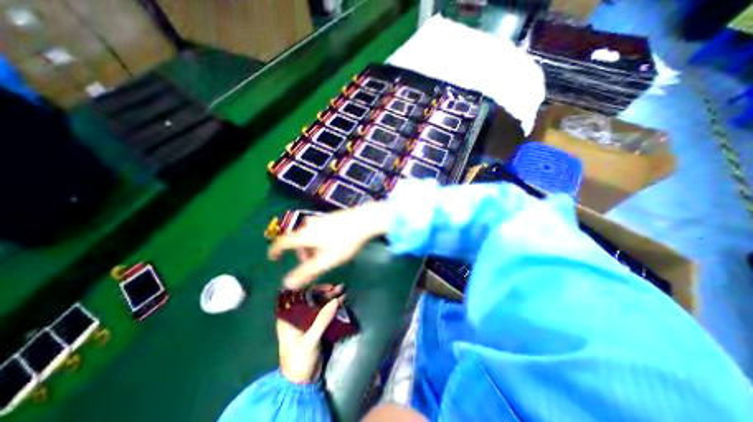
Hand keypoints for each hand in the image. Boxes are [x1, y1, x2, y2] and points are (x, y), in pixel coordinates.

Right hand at [267, 202, 390, 288]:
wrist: (365, 219)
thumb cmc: (345, 241)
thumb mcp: (327, 260)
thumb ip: (307, 272)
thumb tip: (287, 284)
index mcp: (304, 234)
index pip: (282, 242)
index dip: (275, 250)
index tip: (273, 258)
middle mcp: (309, 224)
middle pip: (298, 240)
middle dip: (302, 254)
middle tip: (312, 266)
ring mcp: (321, 219)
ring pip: (309, 236)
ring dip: (312, 248)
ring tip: (325, 257)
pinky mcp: (330, 217)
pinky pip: (318, 231)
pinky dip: (319, 241)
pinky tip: (333, 245)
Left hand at [277, 285, 344, 383]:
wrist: (302, 382)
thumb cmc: (299, 360)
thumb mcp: (310, 340)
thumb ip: (322, 320)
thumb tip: (335, 301)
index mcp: (288, 318)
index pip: (298, 296)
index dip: (311, 288)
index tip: (324, 284)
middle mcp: (297, 316)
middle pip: (311, 298)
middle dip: (325, 292)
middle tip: (338, 287)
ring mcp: (307, 320)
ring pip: (319, 303)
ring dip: (330, 297)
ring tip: (343, 290)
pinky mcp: (316, 325)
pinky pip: (324, 311)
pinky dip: (333, 306)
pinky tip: (341, 300)